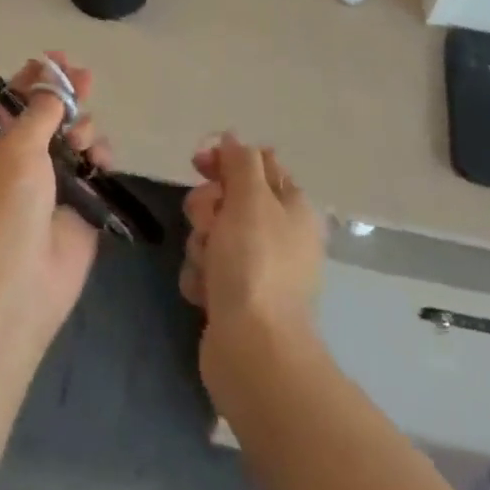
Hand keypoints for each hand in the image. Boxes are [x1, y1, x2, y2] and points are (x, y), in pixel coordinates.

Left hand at [0, 55, 113, 349]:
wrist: (15, 286)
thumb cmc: (4, 208)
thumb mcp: (16, 148)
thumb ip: (40, 111)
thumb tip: (52, 83)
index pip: (15, 101)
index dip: (36, 78)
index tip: (58, 59)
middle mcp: (22, 161)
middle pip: (50, 116)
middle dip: (67, 97)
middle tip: (86, 79)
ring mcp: (52, 184)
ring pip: (76, 139)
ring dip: (84, 129)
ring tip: (82, 142)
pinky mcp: (80, 206)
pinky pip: (94, 169)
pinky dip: (99, 158)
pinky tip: (100, 161)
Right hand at [180, 135, 323, 371]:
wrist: (253, 349)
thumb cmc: (254, 263)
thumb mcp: (251, 198)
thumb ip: (240, 162)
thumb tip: (233, 139)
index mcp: (291, 206)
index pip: (256, 163)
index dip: (225, 161)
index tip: (198, 165)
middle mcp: (277, 233)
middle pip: (227, 198)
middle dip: (208, 209)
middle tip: (210, 226)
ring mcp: (256, 268)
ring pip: (211, 234)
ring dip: (201, 246)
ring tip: (210, 269)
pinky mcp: (234, 297)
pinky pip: (205, 269)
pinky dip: (201, 278)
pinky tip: (206, 295)